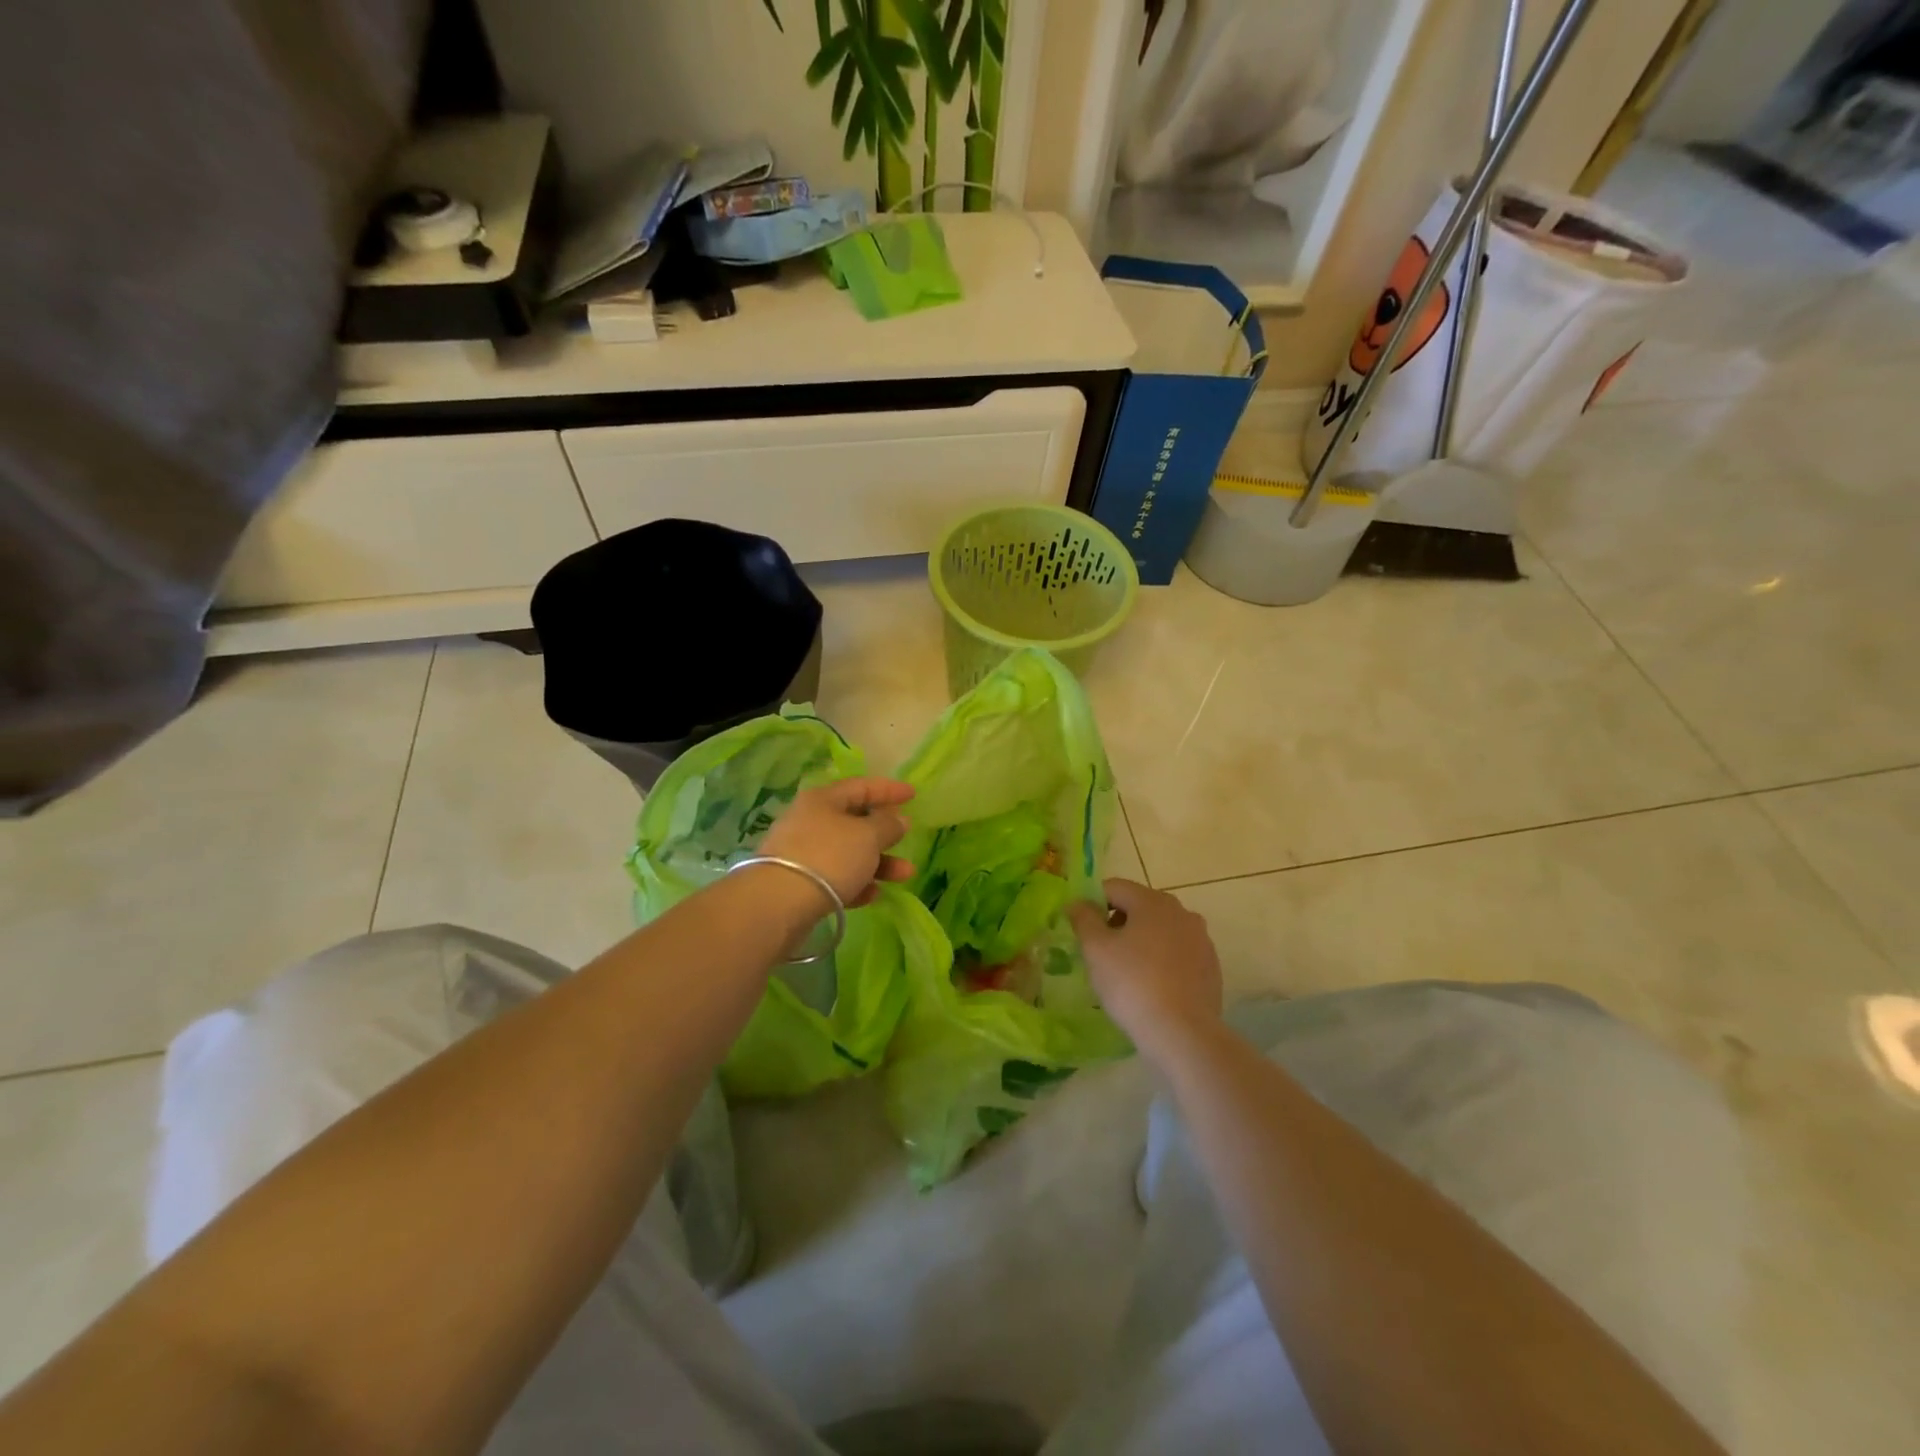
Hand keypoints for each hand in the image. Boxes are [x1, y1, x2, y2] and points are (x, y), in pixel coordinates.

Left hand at [759, 777, 915, 907]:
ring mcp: (802, 853)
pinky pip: (835, 878)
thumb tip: (898, 820)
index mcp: (823, 800)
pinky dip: (856, 884)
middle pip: (854, 822)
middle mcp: (810, 821)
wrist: (778, 903)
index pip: (861, 787)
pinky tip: (873, 896)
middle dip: (885, 834)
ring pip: (848, 853)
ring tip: (905, 875)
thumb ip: (887, 825)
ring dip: (878, 863)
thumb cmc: (829, 857)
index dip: (889, 789)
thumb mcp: (867, 836)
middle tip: (906, 839)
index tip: (913, 794)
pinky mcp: (799, 884)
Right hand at [1068, 879, 1222, 1063]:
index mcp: (1153, 901)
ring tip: (1126, 972)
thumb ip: (1083, 918)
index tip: (1081, 929)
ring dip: (1141, 941)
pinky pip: (1177, 953)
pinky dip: (1162, 961)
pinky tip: (1152, 986)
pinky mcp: (1210, 966)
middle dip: (1117, 922)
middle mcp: (1181, 912)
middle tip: (1101, 953)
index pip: (1114, 887)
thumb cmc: (1132, 984)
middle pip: (1139, 906)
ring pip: (1160, 930)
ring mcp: (1201, 939)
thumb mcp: (1096, 949)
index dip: (1092, 903)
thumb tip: (1078, 903)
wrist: (1182, 1033)